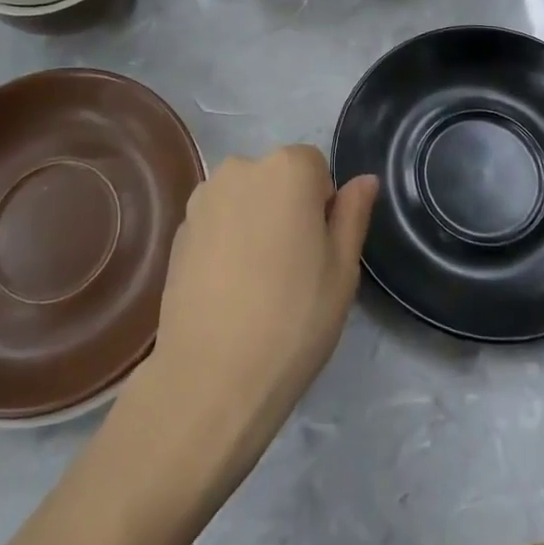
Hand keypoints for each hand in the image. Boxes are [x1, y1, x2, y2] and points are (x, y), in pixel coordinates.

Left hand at [142, 146, 376, 478]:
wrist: (211, 376)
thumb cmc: (293, 319)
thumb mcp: (342, 269)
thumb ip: (353, 214)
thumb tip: (365, 180)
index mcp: (287, 168)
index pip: (316, 168)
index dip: (323, 207)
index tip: (320, 252)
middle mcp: (240, 168)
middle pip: (277, 179)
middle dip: (288, 210)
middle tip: (293, 270)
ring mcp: (203, 197)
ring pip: (245, 199)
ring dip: (255, 223)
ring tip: (258, 283)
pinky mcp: (178, 229)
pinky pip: (217, 222)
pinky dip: (226, 242)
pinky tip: (229, 289)